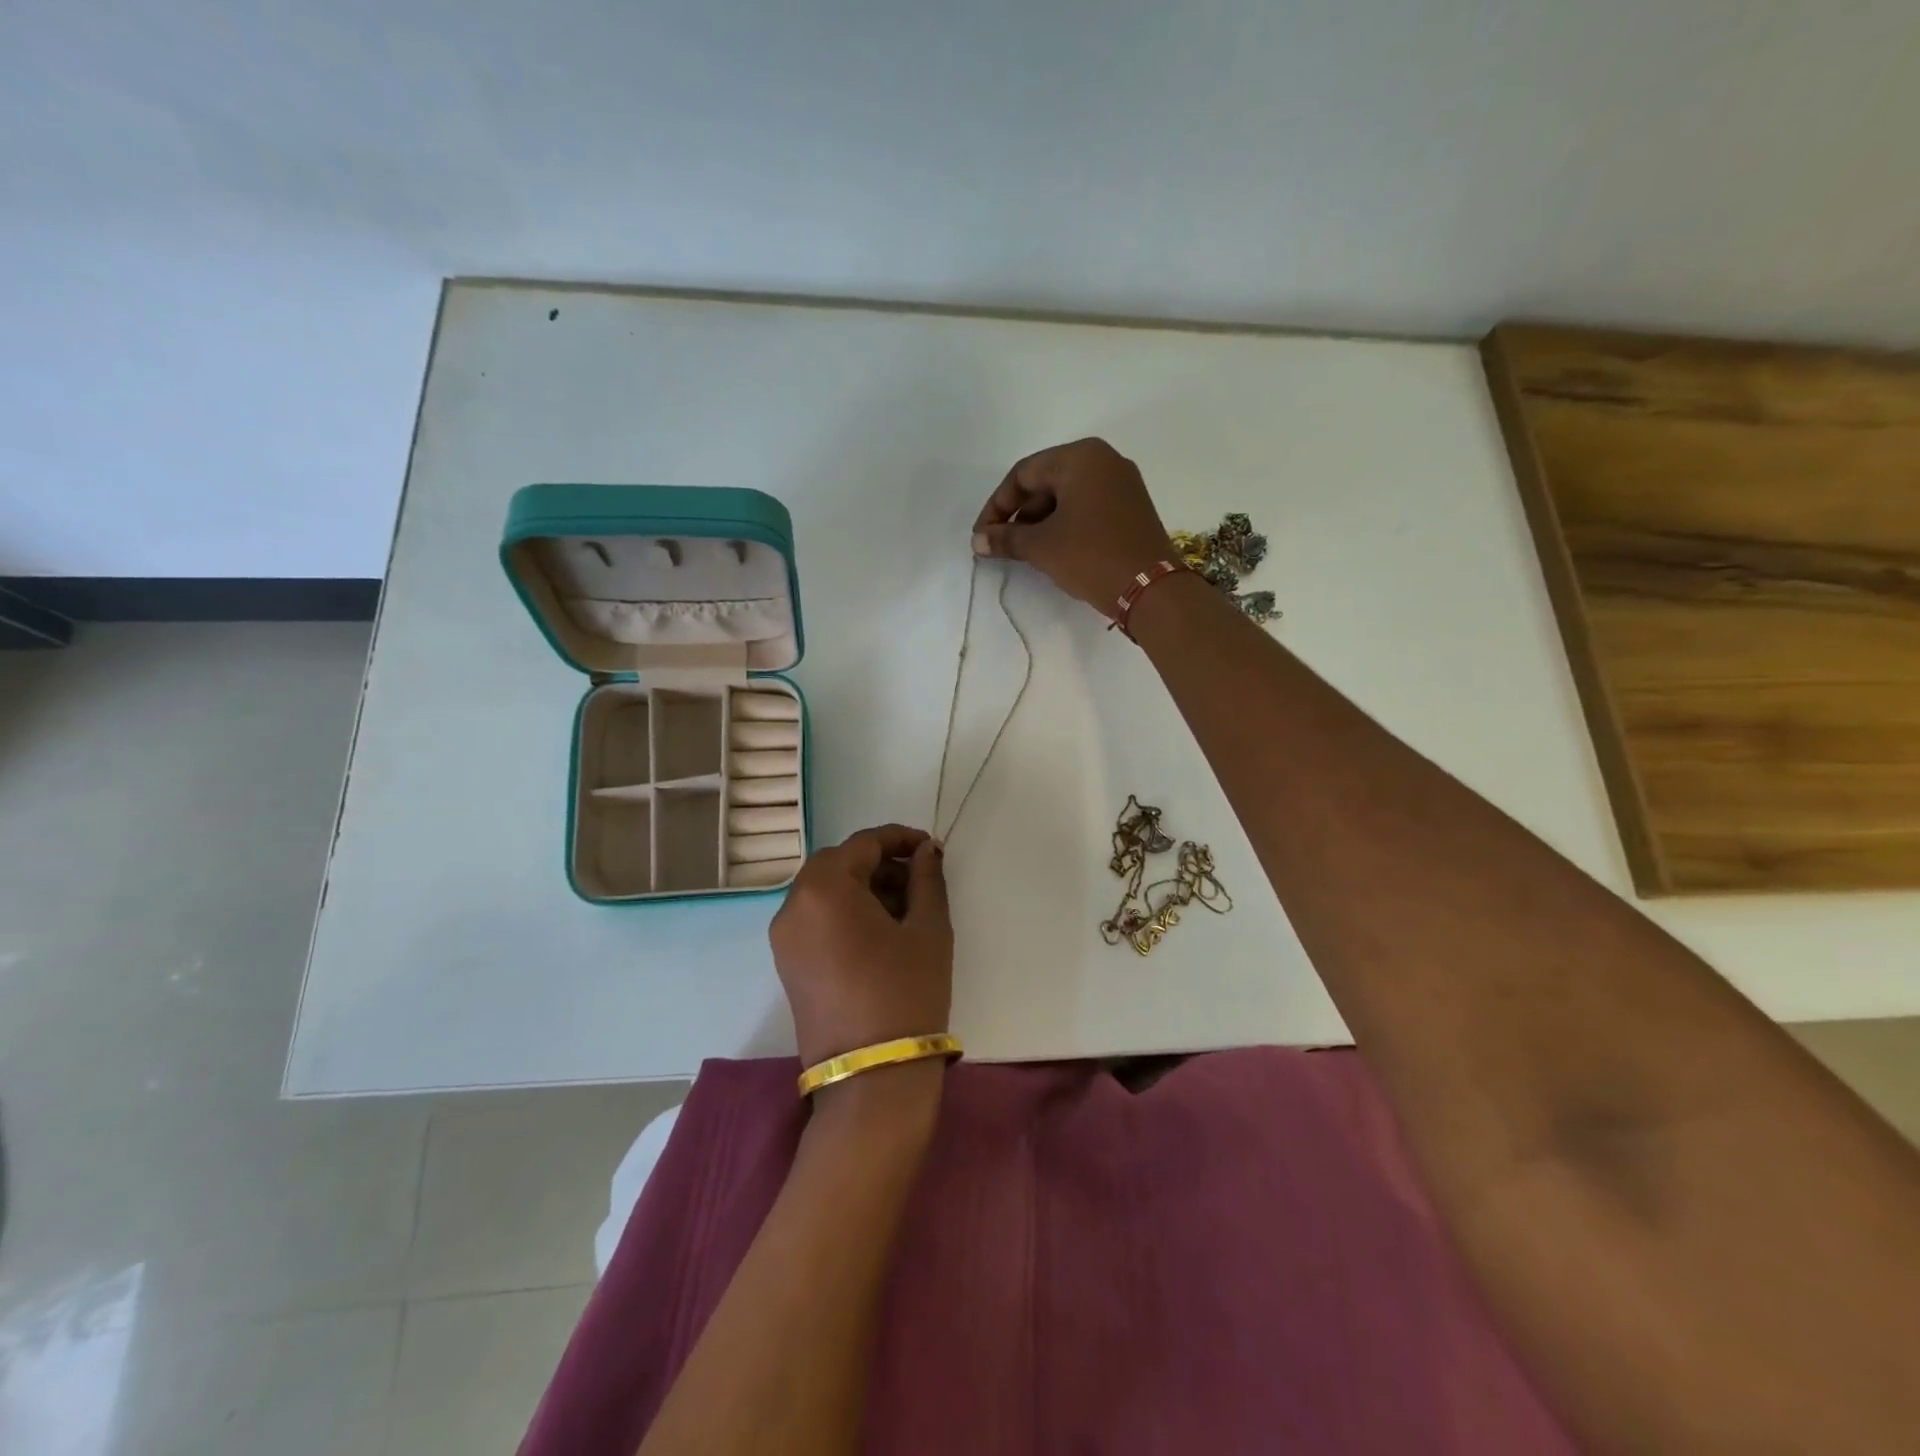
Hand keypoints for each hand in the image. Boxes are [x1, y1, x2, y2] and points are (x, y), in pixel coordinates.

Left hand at [769, 824, 951, 1068]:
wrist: (872, 1077)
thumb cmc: (906, 992)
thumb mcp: (928, 928)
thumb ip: (927, 879)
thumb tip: (925, 851)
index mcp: (824, 888)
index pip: (863, 844)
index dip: (899, 839)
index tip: (930, 848)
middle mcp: (793, 904)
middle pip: (838, 864)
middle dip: (879, 863)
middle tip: (919, 878)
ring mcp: (784, 937)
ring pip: (824, 891)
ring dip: (862, 887)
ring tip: (905, 906)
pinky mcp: (787, 963)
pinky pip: (815, 917)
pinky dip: (844, 911)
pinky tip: (880, 930)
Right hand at [971, 437, 1172, 615]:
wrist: (1151, 589)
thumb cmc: (1091, 556)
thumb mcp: (1042, 547)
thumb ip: (1006, 538)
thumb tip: (978, 540)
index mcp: (1080, 457)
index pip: (1023, 474)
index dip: (997, 506)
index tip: (982, 535)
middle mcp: (1103, 460)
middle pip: (1046, 482)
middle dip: (1019, 515)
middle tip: (1001, 545)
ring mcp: (1122, 483)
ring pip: (1067, 496)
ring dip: (1040, 522)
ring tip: (1024, 552)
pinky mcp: (1131, 507)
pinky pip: (1087, 507)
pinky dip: (1065, 524)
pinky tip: (1052, 550)